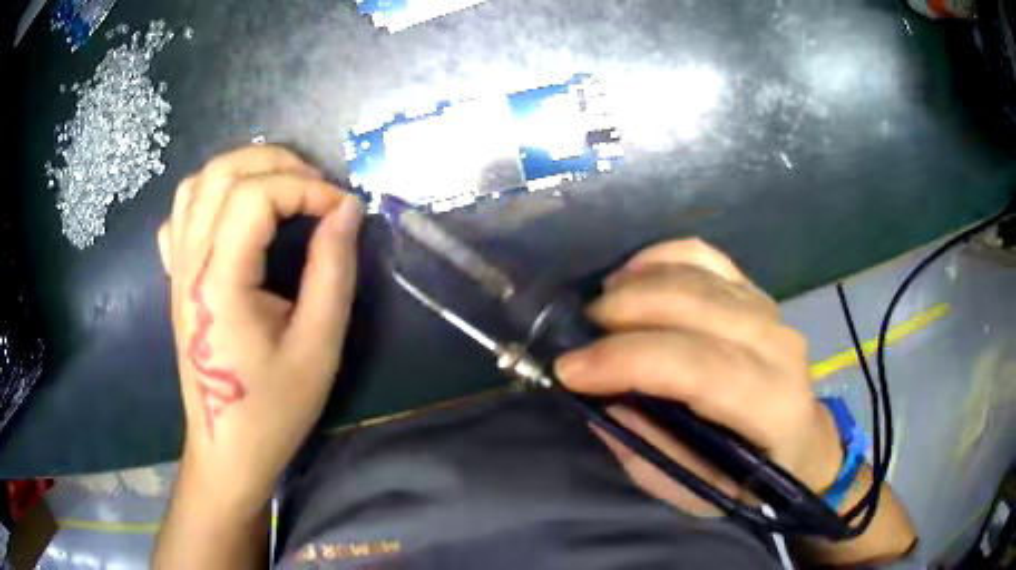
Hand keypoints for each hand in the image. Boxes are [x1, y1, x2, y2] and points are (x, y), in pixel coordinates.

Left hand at [157, 146, 362, 514]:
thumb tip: (347, 209)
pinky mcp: (176, 276)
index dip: (306, 187)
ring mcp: (177, 267)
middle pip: (222, 172)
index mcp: (220, 282)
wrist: (227, 447)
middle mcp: (190, 262)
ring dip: (243, 170)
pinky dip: (211, 195)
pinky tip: (234, 215)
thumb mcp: (318, 345)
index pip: (256, 196)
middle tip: (316, 188)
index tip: (342, 209)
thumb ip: (333, 269)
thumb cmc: (273, 408)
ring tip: (281, 189)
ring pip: (198, 182)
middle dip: (277, 163)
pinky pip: (181, 213)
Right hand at [555, 239, 841, 514]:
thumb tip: (600, 399)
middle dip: (623, 314)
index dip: (628, 361)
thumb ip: (648, 448)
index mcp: (771, 405)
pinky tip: (631, 275)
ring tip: (599, 310)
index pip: (697, 367)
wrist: (801, 445)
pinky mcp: (755, 293)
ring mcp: (769, 311)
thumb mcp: (694, 490)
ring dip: (635, 286)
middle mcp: (777, 347)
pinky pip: (704, 257)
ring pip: (695, 275)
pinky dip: (661, 257)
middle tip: (578, 335)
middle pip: (694, 307)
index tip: (569, 370)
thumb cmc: (750, 482)